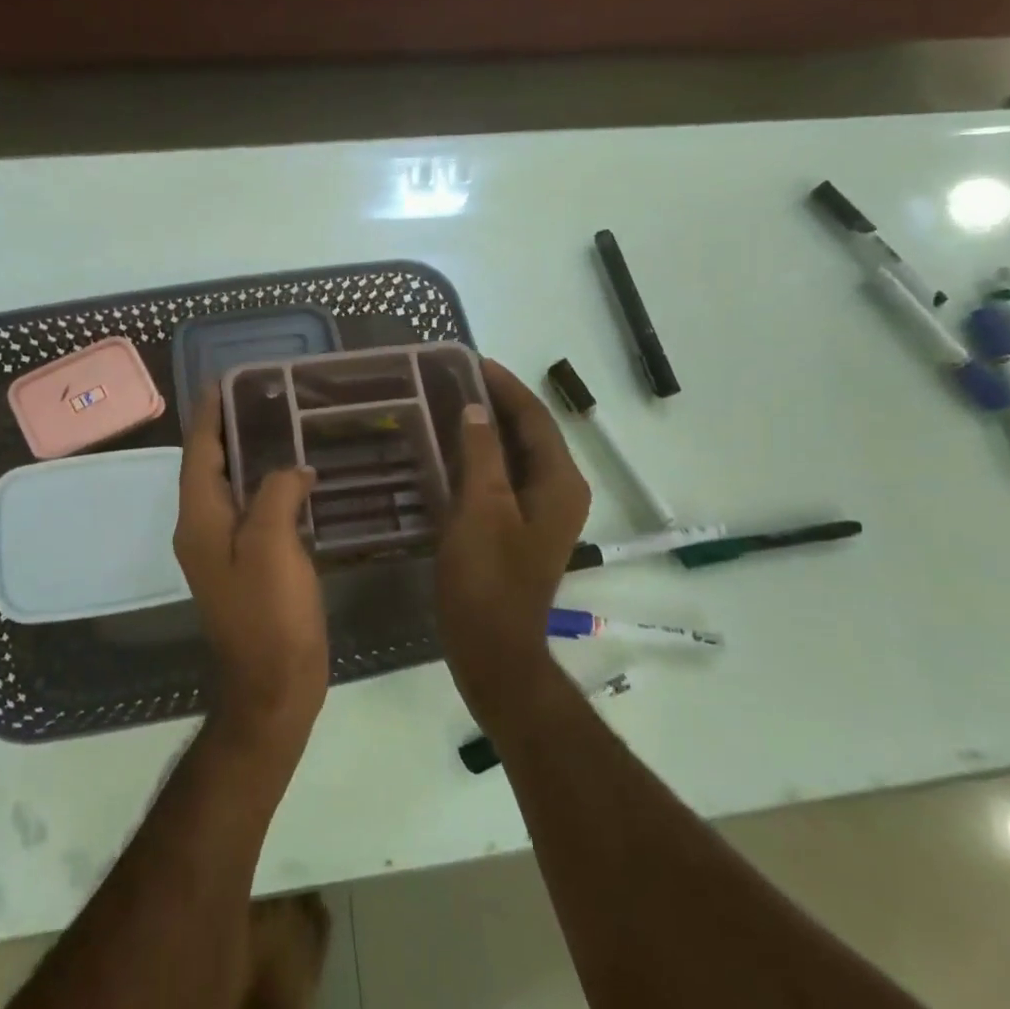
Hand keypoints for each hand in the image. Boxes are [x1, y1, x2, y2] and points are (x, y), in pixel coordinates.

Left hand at [174, 388, 329, 753]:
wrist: (273, 687)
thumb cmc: (270, 616)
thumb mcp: (272, 547)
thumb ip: (276, 495)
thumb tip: (292, 470)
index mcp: (200, 520)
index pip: (199, 453)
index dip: (209, 415)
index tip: (224, 381)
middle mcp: (202, 530)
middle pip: (210, 467)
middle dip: (229, 430)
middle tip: (264, 398)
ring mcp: (223, 551)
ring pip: (231, 490)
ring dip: (249, 458)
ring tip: (282, 428)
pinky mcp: (246, 567)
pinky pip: (252, 513)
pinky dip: (267, 489)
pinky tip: (297, 481)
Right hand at [435, 359, 590, 717]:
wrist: (491, 647)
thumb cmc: (486, 577)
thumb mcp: (481, 508)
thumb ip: (482, 453)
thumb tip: (475, 409)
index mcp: (560, 483)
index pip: (535, 418)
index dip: (505, 386)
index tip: (471, 361)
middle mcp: (560, 492)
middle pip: (530, 434)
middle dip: (496, 403)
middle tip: (453, 379)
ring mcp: (541, 513)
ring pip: (516, 456)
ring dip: (488, 430)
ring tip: (450, 404)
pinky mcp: (521, 528)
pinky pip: (505, 479)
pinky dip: (482, 459)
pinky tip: (453, 451)